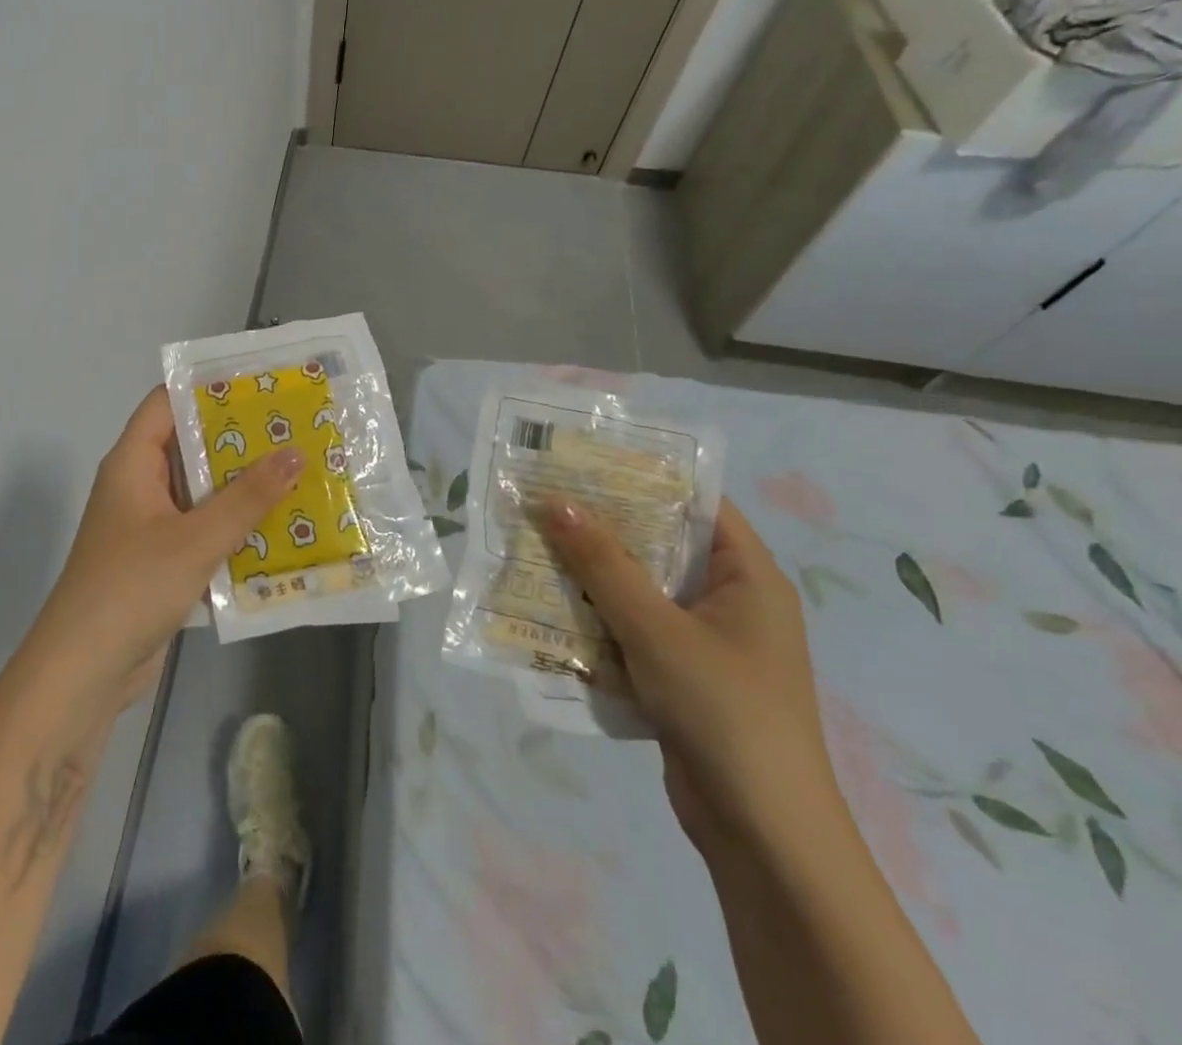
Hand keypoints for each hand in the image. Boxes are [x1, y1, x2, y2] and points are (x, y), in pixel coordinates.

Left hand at [21, 387, 302, 717]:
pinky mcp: (161, 561)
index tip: (259, 383)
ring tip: (299, 472)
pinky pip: (202, 530)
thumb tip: (294, 452)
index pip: (166, 403)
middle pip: (189, 446)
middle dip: (239, 440)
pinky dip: (233, 527)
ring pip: (200, 492)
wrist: (83, 672)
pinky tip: (279, 529)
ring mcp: (149, 525)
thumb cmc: (132, 588)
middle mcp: (138, 485)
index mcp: (132, 462)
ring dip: (242, 487)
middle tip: (294, 429)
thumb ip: (246, 498)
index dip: (208, 388)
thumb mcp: (195, 539)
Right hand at [536, 497, 840, 850]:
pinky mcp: (680, 676)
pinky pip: (632, 629)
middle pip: (660, 544)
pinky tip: (547, 606)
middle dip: (601, 526)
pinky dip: (595, 617)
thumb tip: (556, 501)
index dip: (642, 476)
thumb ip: (603, 563)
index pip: (696, 503)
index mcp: (748, 578)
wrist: (763, 835)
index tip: (583, 460)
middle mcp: (729, 601)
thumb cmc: (723, 712)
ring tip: (531, 544)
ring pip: (639, 589)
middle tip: (541, 500)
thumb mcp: (656, 629)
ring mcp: (704, 641)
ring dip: (590, 574)